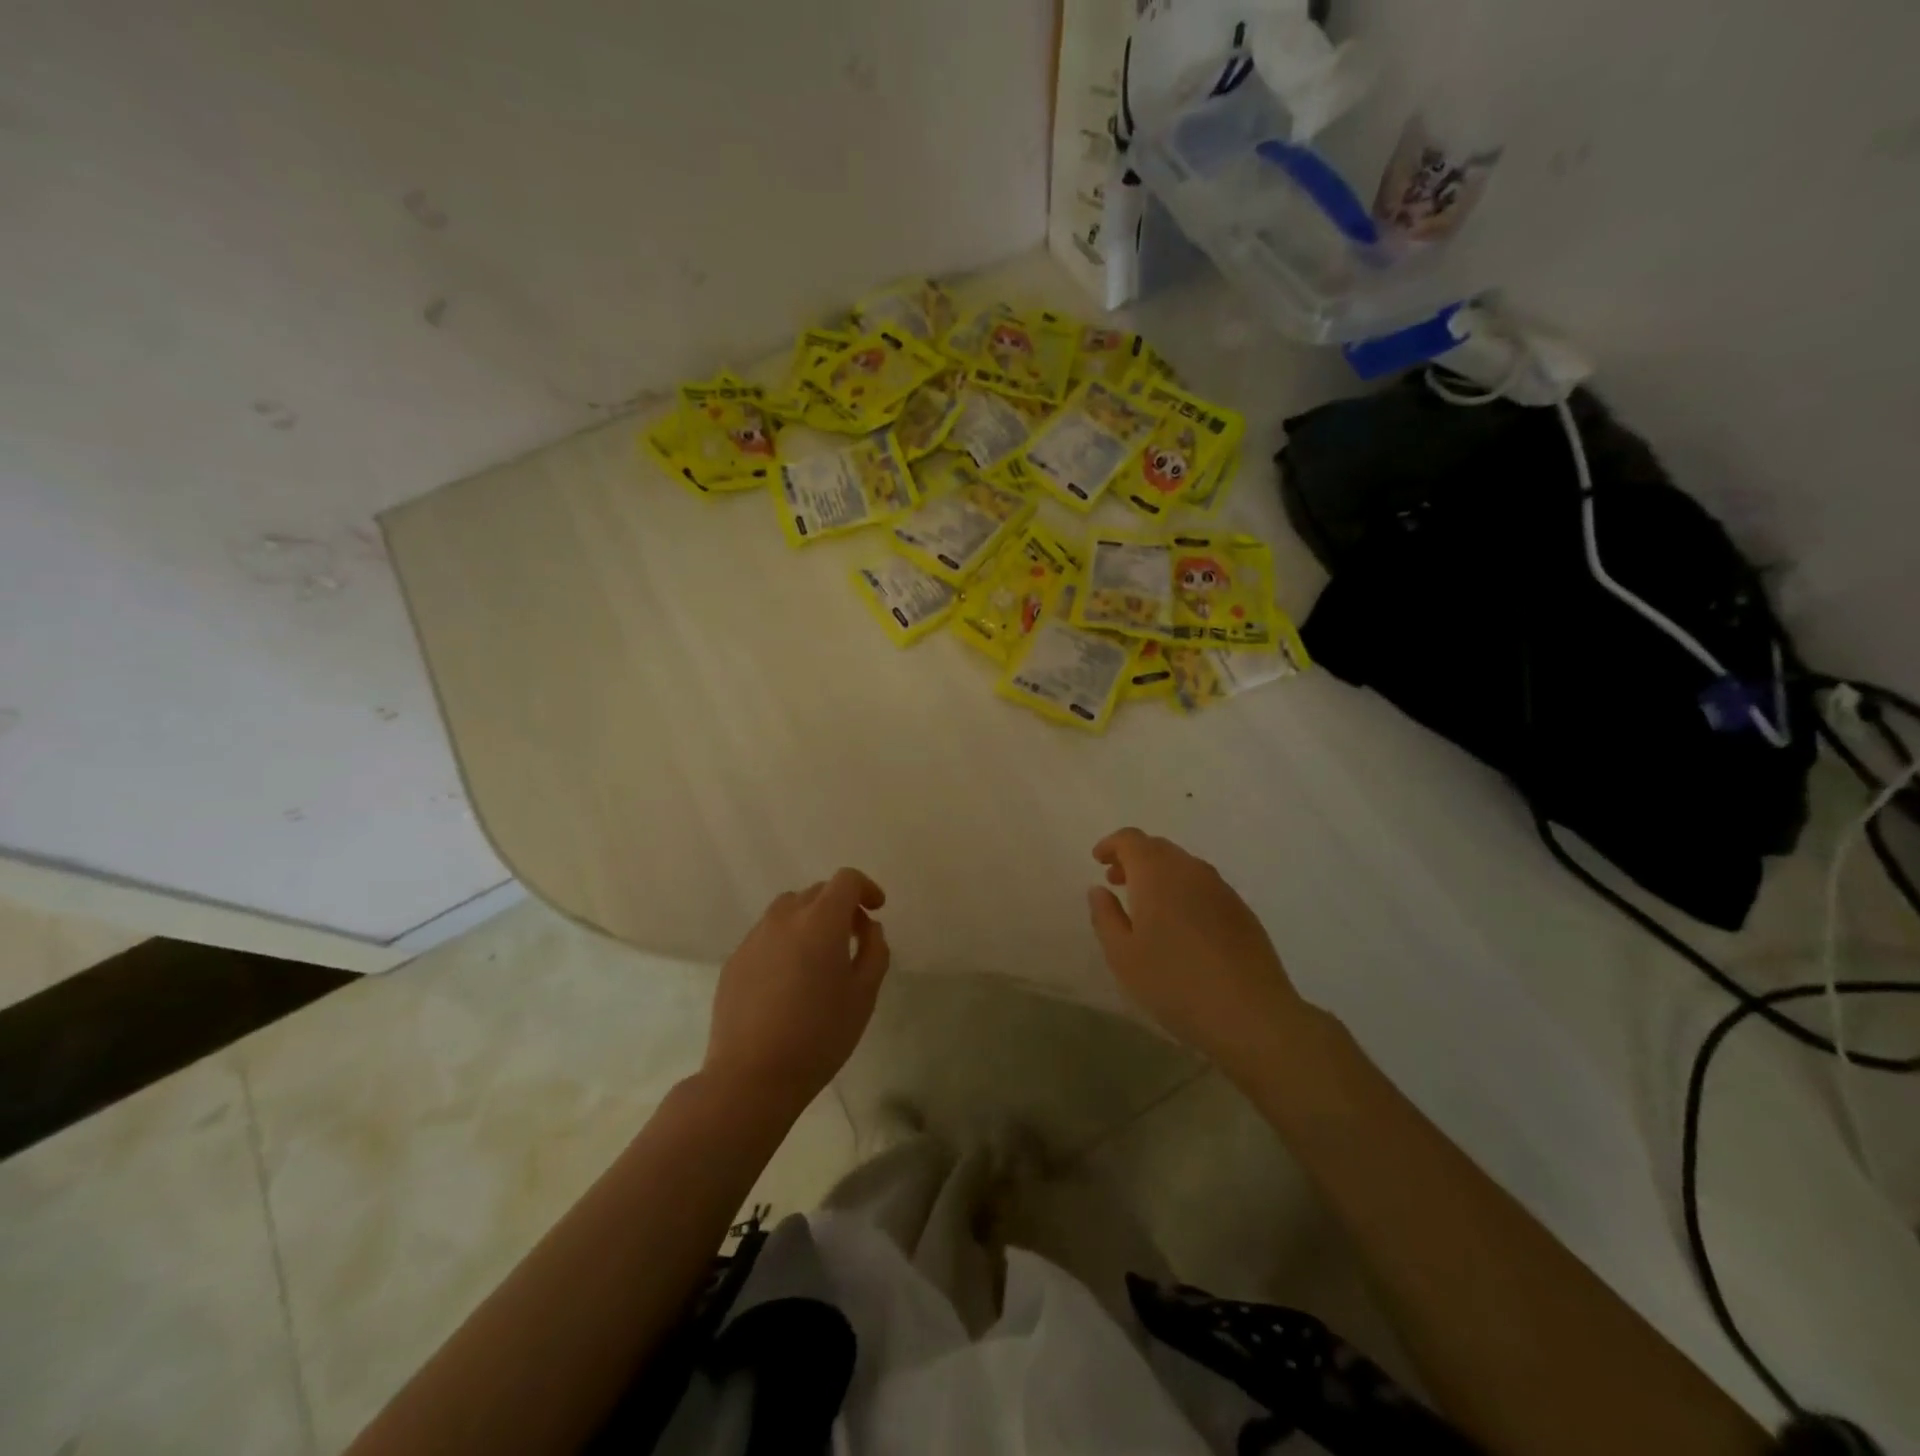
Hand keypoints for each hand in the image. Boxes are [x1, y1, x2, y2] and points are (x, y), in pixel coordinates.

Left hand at [704, 868, 889, 1114]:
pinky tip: (789, 980)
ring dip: (810, 920)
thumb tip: (869, 928)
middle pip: (817, 892)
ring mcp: (754, 938)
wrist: (751, 1077)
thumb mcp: (864, 995)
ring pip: (788, 910)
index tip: (876, 910)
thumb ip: (874, 951)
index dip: (865, 888)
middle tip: (854, 938)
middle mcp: (784, 918)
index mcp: (820, 921)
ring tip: (820, 957)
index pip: (845, 880)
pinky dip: (786, 941)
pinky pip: (767, 936)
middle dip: (840, 906)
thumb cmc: (819, 1035)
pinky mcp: (735, 960)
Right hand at [1087, 828, 1307, 1067]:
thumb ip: (1105, 916)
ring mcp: (1221, 888)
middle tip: (1116, 882)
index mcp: (1157, 874)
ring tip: (1145, 905)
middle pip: (1158, 848)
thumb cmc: (1174, 983)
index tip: (1098, 860)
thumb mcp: (1123, 956)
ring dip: (1159, 874)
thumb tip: (1099, 890)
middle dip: (1133, 858)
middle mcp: (1190, 870)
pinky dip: (1183, 890)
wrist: (1251, 1014)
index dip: (1111, 844)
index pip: (1131, 839)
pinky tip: (1180, 924)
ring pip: (1183, 866)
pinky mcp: (1241, 910)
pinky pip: (1203, 885)